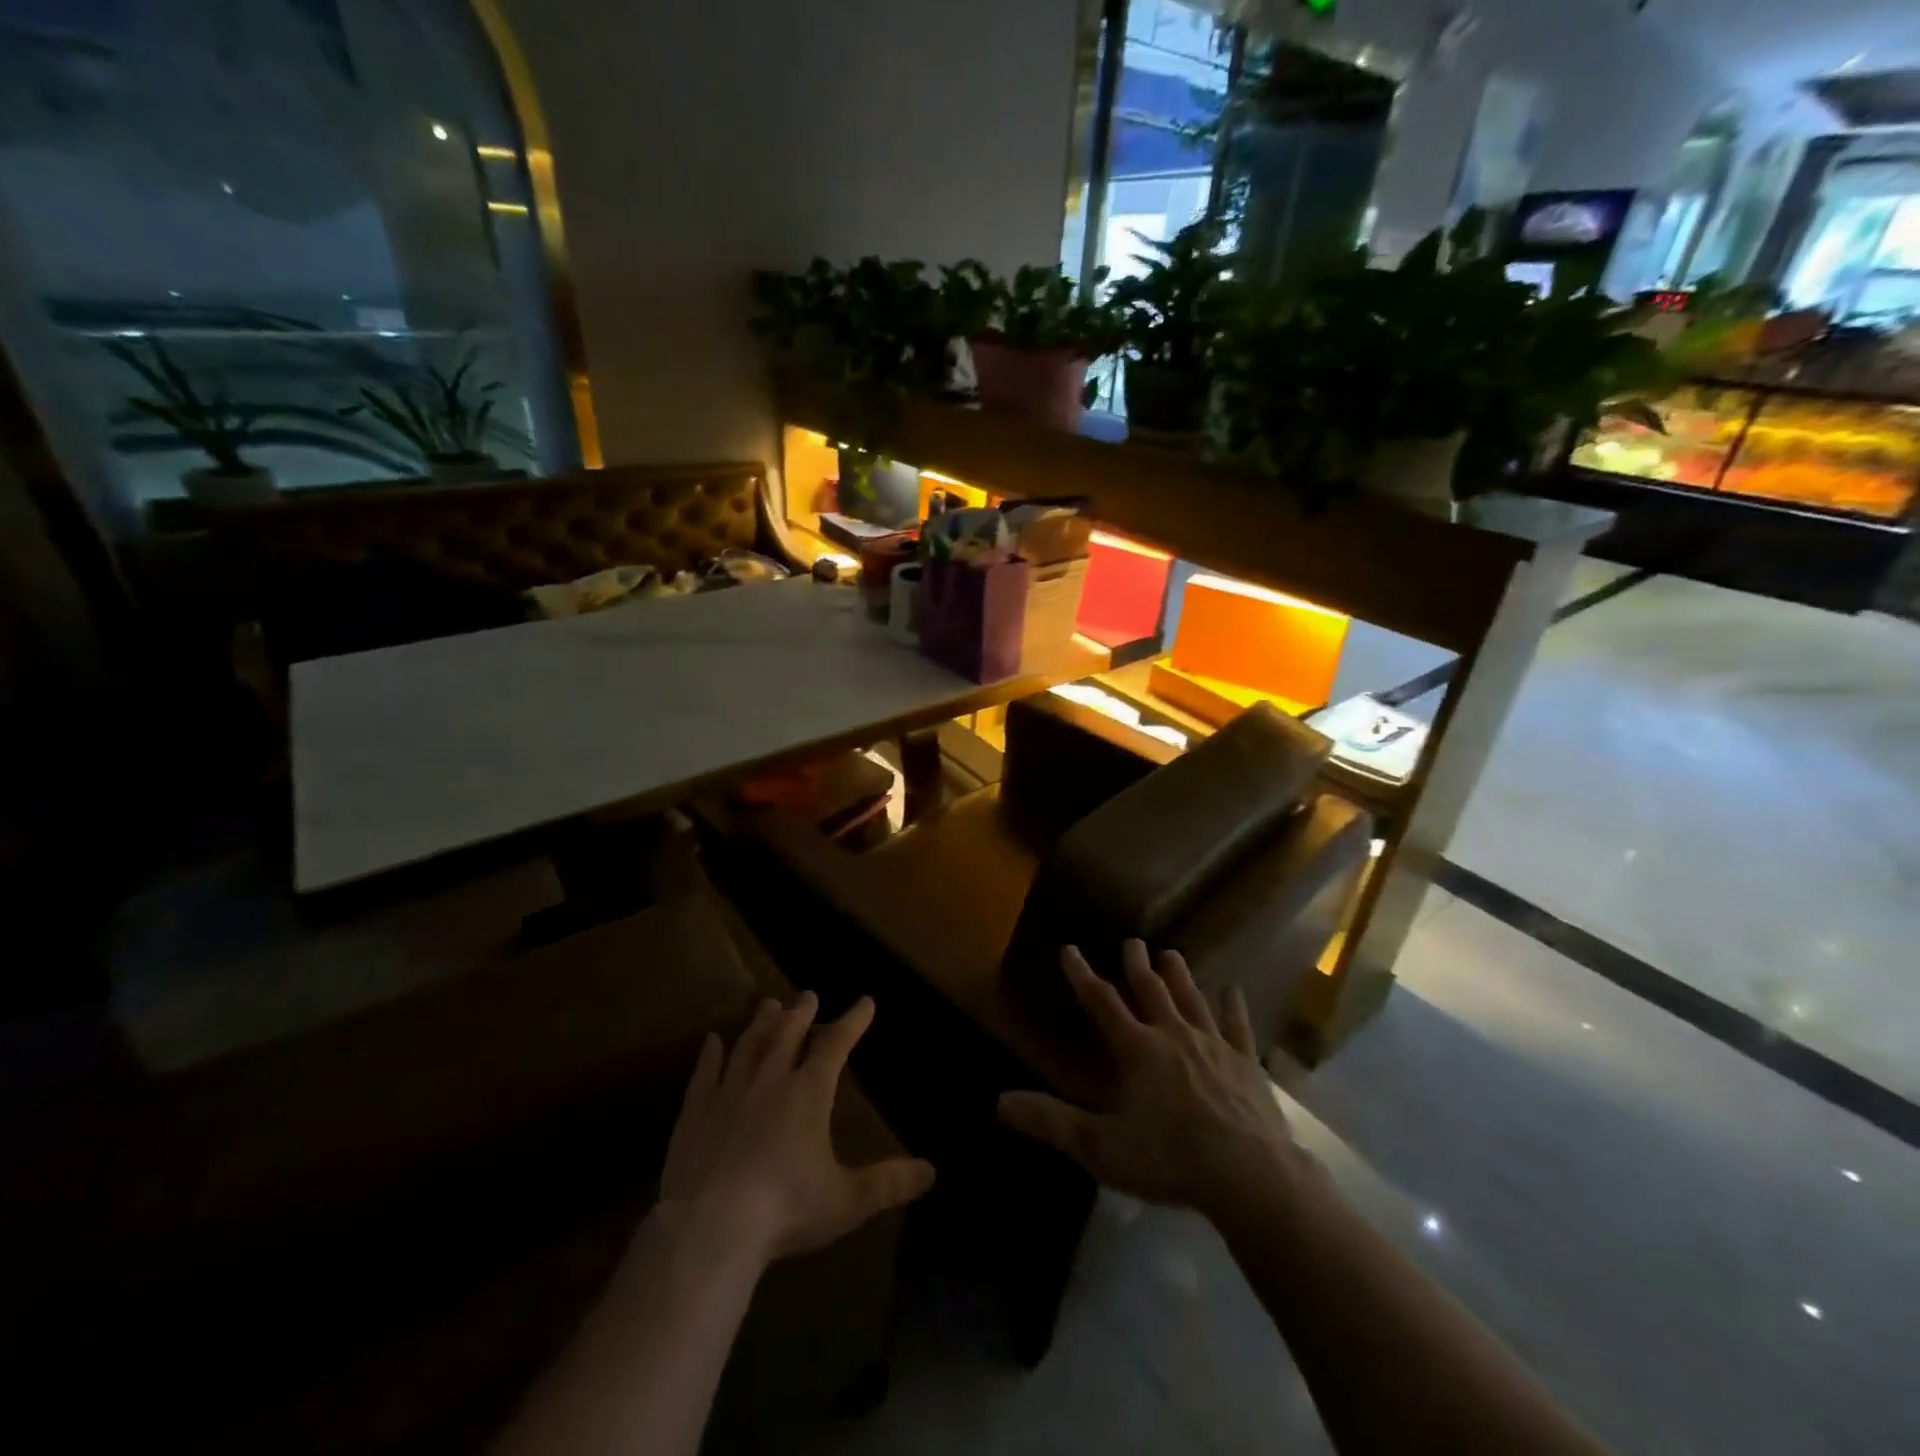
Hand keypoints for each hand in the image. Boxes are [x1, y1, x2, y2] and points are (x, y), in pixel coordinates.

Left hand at [659, 993, 934, 1266]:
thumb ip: (888, 1183)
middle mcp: (770, 1080)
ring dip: (761, 1022)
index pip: (836, 1045)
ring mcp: (730, 1092)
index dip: (853, 1021)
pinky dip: (710, 1053)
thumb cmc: (786, 1210)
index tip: (865, 1002)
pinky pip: (705, 1072)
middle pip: (788, 1034)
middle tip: (807, 994)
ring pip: (749, 1044)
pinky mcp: (696, 1112)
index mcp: (809, 1094)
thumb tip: (931, 1171)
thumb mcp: (846, 1201)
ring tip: (767, 1004)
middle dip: (801, 1012)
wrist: (710, 1228)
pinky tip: (711, 1040)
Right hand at [998, 942, 1300, 1222]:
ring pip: (1192, 1000)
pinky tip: (1233, 991)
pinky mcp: (1246, 1063)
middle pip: (1151, 990)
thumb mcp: (1101, 1148)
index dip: (1081, 975)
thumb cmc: (1170, 1159)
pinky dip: (1233, 1007)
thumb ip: (1051, 1122)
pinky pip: (1238, 1026)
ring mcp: (1214, 1046)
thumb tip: (999, 1102)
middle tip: (1132, 942)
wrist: (1251, 1176)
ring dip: (1180, 976)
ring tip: (1172, 954)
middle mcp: (1173, 1035)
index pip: (1101, 1001)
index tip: (1069, 949)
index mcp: (1137, 1049)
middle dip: (1137, 965)